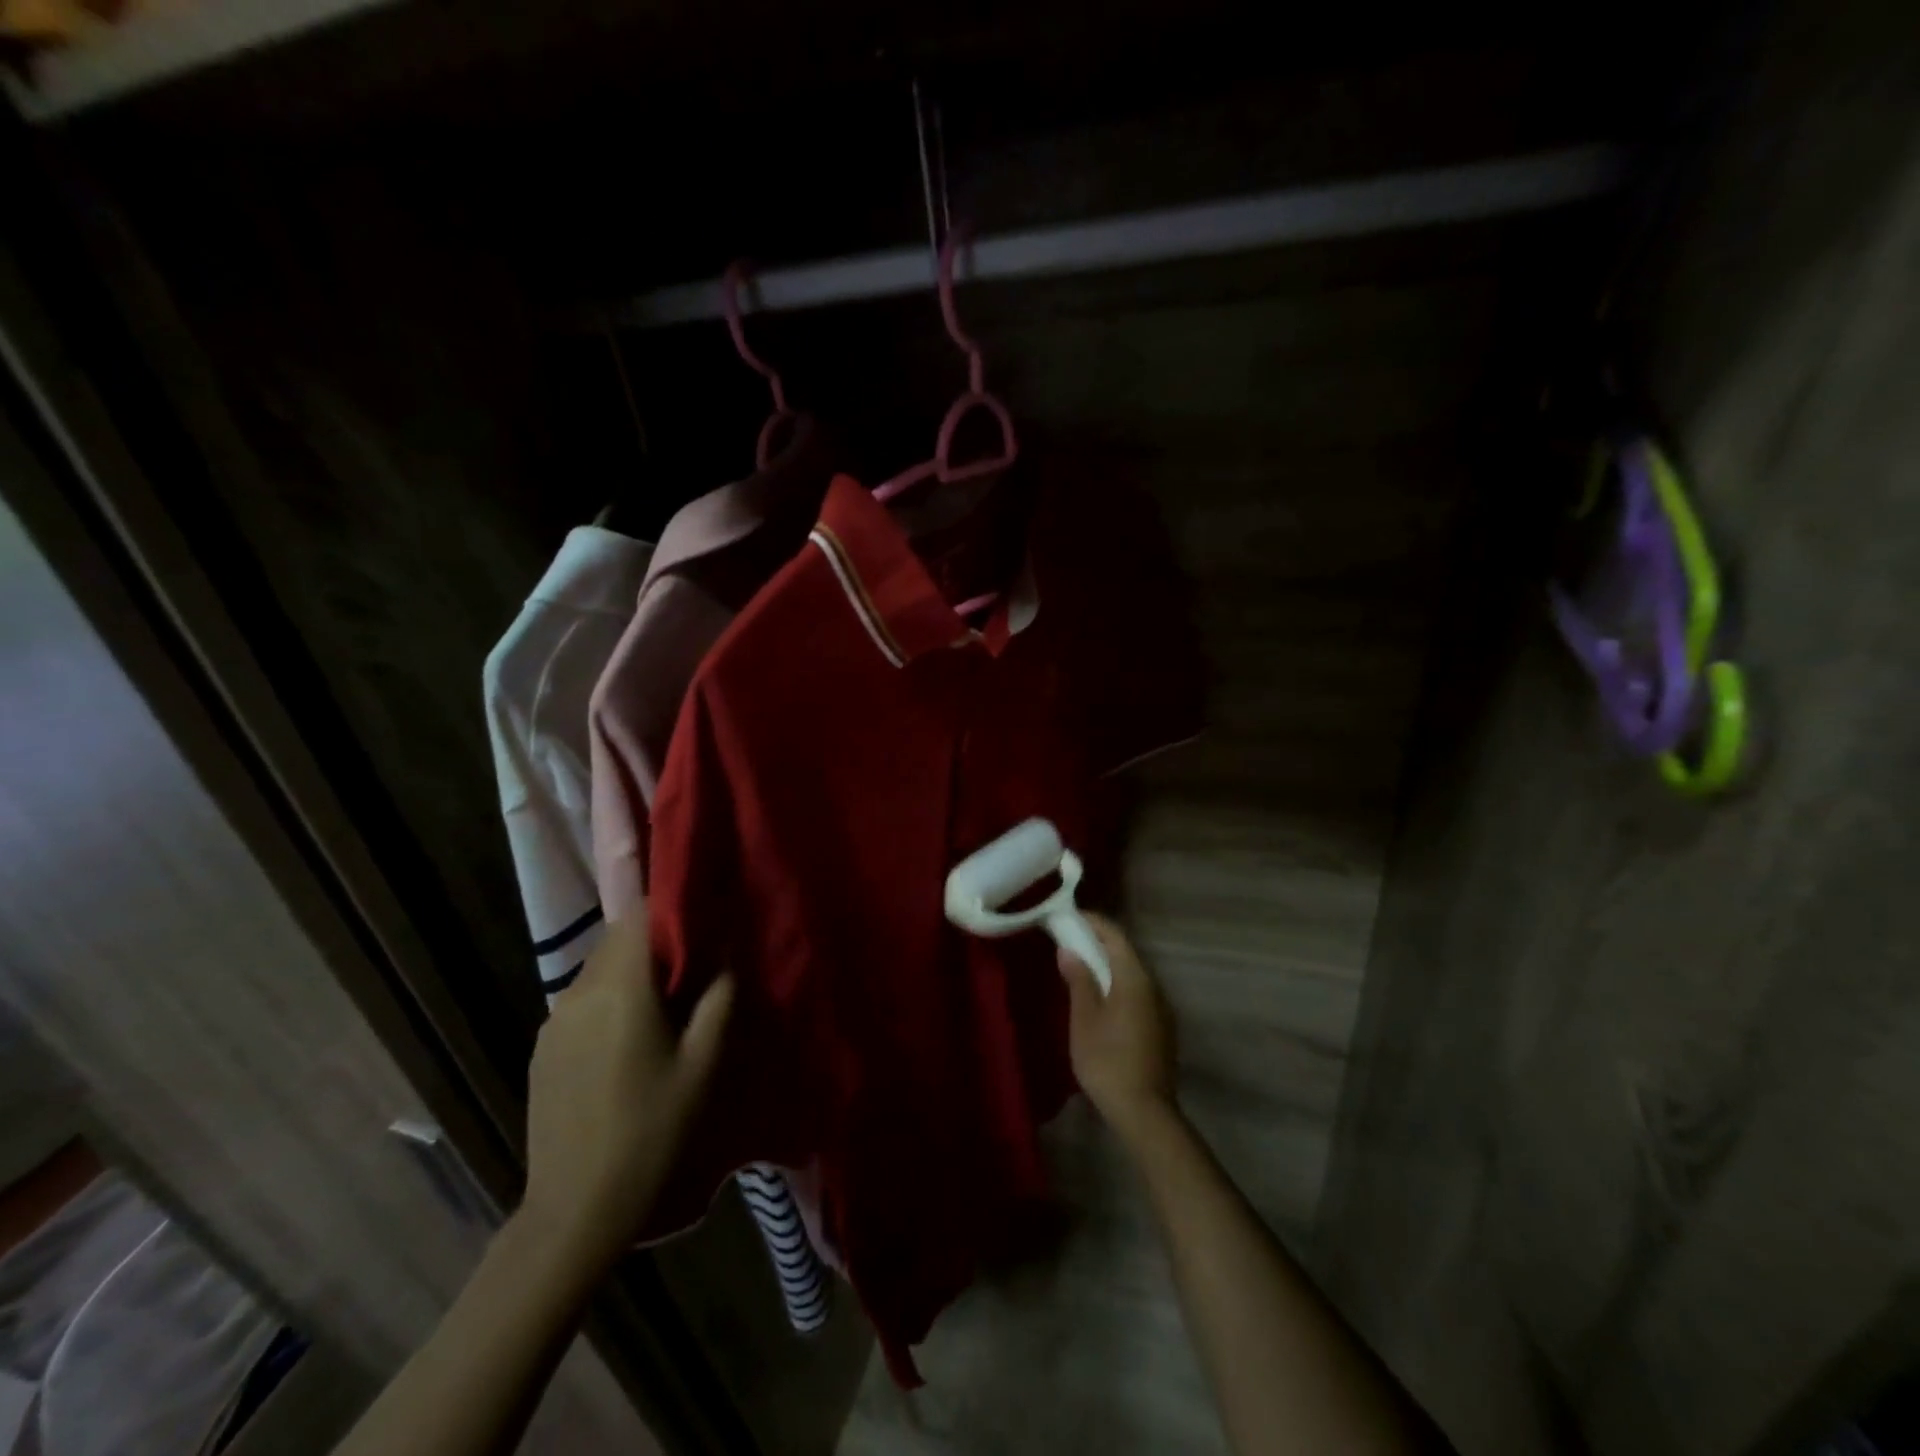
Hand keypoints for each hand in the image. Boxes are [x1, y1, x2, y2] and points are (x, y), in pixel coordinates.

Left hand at [519, 910, 732, 1279]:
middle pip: (619, 939)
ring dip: (634, 971)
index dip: (673, 908)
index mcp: (620, 989)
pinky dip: (611, 1000)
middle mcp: (578, 992)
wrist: (575, 1212)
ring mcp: (553, 1021)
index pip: (641, 915)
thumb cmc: (652, 1133)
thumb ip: (720, 996)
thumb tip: (724, 950)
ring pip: (601, 969)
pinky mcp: (543, 1048)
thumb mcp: (704, 1064)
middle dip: (657, 941)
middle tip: (695, 968)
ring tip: (667, 1007)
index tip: (705, 922)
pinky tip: (630, 1041)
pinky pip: (584, 1001)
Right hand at [1058, 913, 1177, 1145]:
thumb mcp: (1084, 1018)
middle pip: (1126, 953)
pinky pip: (1137, 992)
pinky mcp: (1161, 1028)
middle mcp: (1153, 986)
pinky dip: (1117, 984)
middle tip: (1070, 938)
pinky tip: (1100, 997)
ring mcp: (1161, 1008)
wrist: (1144, 1112)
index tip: (1070, 916)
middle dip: (1098, 942)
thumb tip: (1070, 950)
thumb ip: (1079, 980)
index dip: (1093, 922)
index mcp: (1135, 978)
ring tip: (1081, 965)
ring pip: (1132, 974)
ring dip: (1108, 964)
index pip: (1115, 936)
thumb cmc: (1107, 1060)